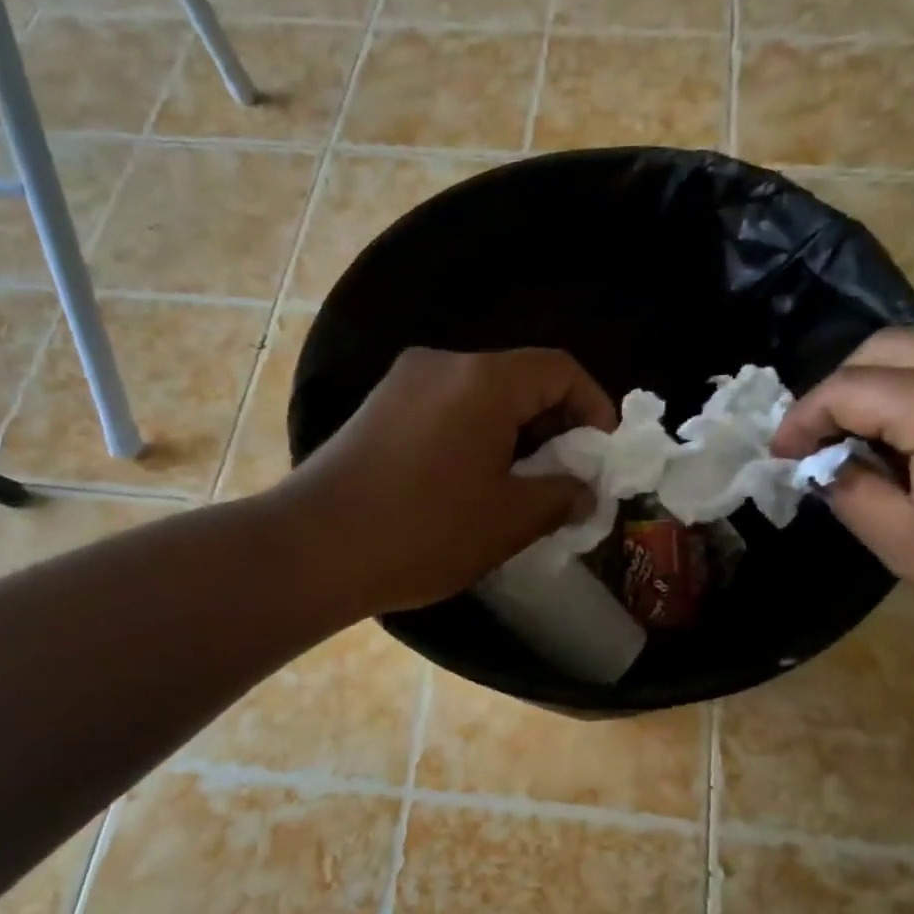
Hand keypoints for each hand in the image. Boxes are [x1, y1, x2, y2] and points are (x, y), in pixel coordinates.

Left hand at [285, 347, 616, 614]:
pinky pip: (446, 408)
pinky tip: (473, 481)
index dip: (593, 407)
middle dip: (554, 423)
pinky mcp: (378, 408)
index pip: (559, 369)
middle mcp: (443, 364)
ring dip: (514, 432)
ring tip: (523, 484)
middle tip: (567, 474)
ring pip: (481, 395)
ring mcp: (404, 382)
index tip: (601, 454)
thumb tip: (584, 491)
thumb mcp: (508, 520)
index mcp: (483, 380)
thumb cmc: (423, 531)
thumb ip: (560, 496)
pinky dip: (475, 434)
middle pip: (519, 377)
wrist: (312, 548)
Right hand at [773, 330, 913, 664]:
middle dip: (840, 392)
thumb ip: (850, 490)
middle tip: (820, 444)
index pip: (850, 387)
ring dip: (883, 387)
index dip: (804, 419)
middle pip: (886, 347)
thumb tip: (823, 463)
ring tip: (866, 442)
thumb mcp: (910, 546)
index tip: (781, 456)